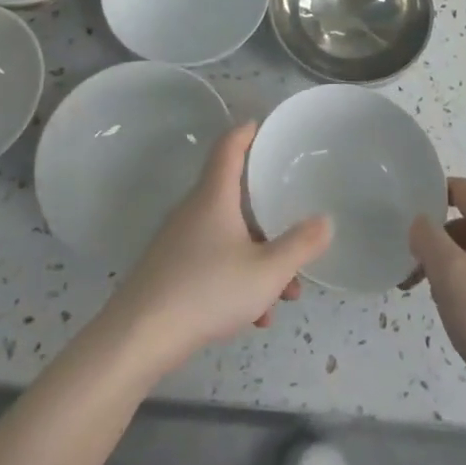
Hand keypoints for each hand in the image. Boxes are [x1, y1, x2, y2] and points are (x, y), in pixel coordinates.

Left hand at [107, 123, 330, 376]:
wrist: (140, 337)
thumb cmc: (208, 290)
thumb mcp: (267, 272)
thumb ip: (299, 246)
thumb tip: (325, 221)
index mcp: (215, 195)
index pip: (230, 146)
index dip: (248, 132)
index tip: (265, 127)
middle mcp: (194, 209)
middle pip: (235, 197)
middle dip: (268, 217)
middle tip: (294, 230)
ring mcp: (179, 240)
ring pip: (228, 237)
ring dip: (257, 258)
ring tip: (283, 295)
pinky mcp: (169, 270)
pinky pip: (212, 262)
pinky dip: (236, 279)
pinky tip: (252, 318)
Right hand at [408, 179, 465, 418]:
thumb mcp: (449, 275)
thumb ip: (427, 237)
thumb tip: (422, 223)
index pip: (462, 188)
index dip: (432, 198)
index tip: (408, 225)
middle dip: (439, 241)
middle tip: (415, 274)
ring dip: (453, 266)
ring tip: (436, 300)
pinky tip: (464, 315)